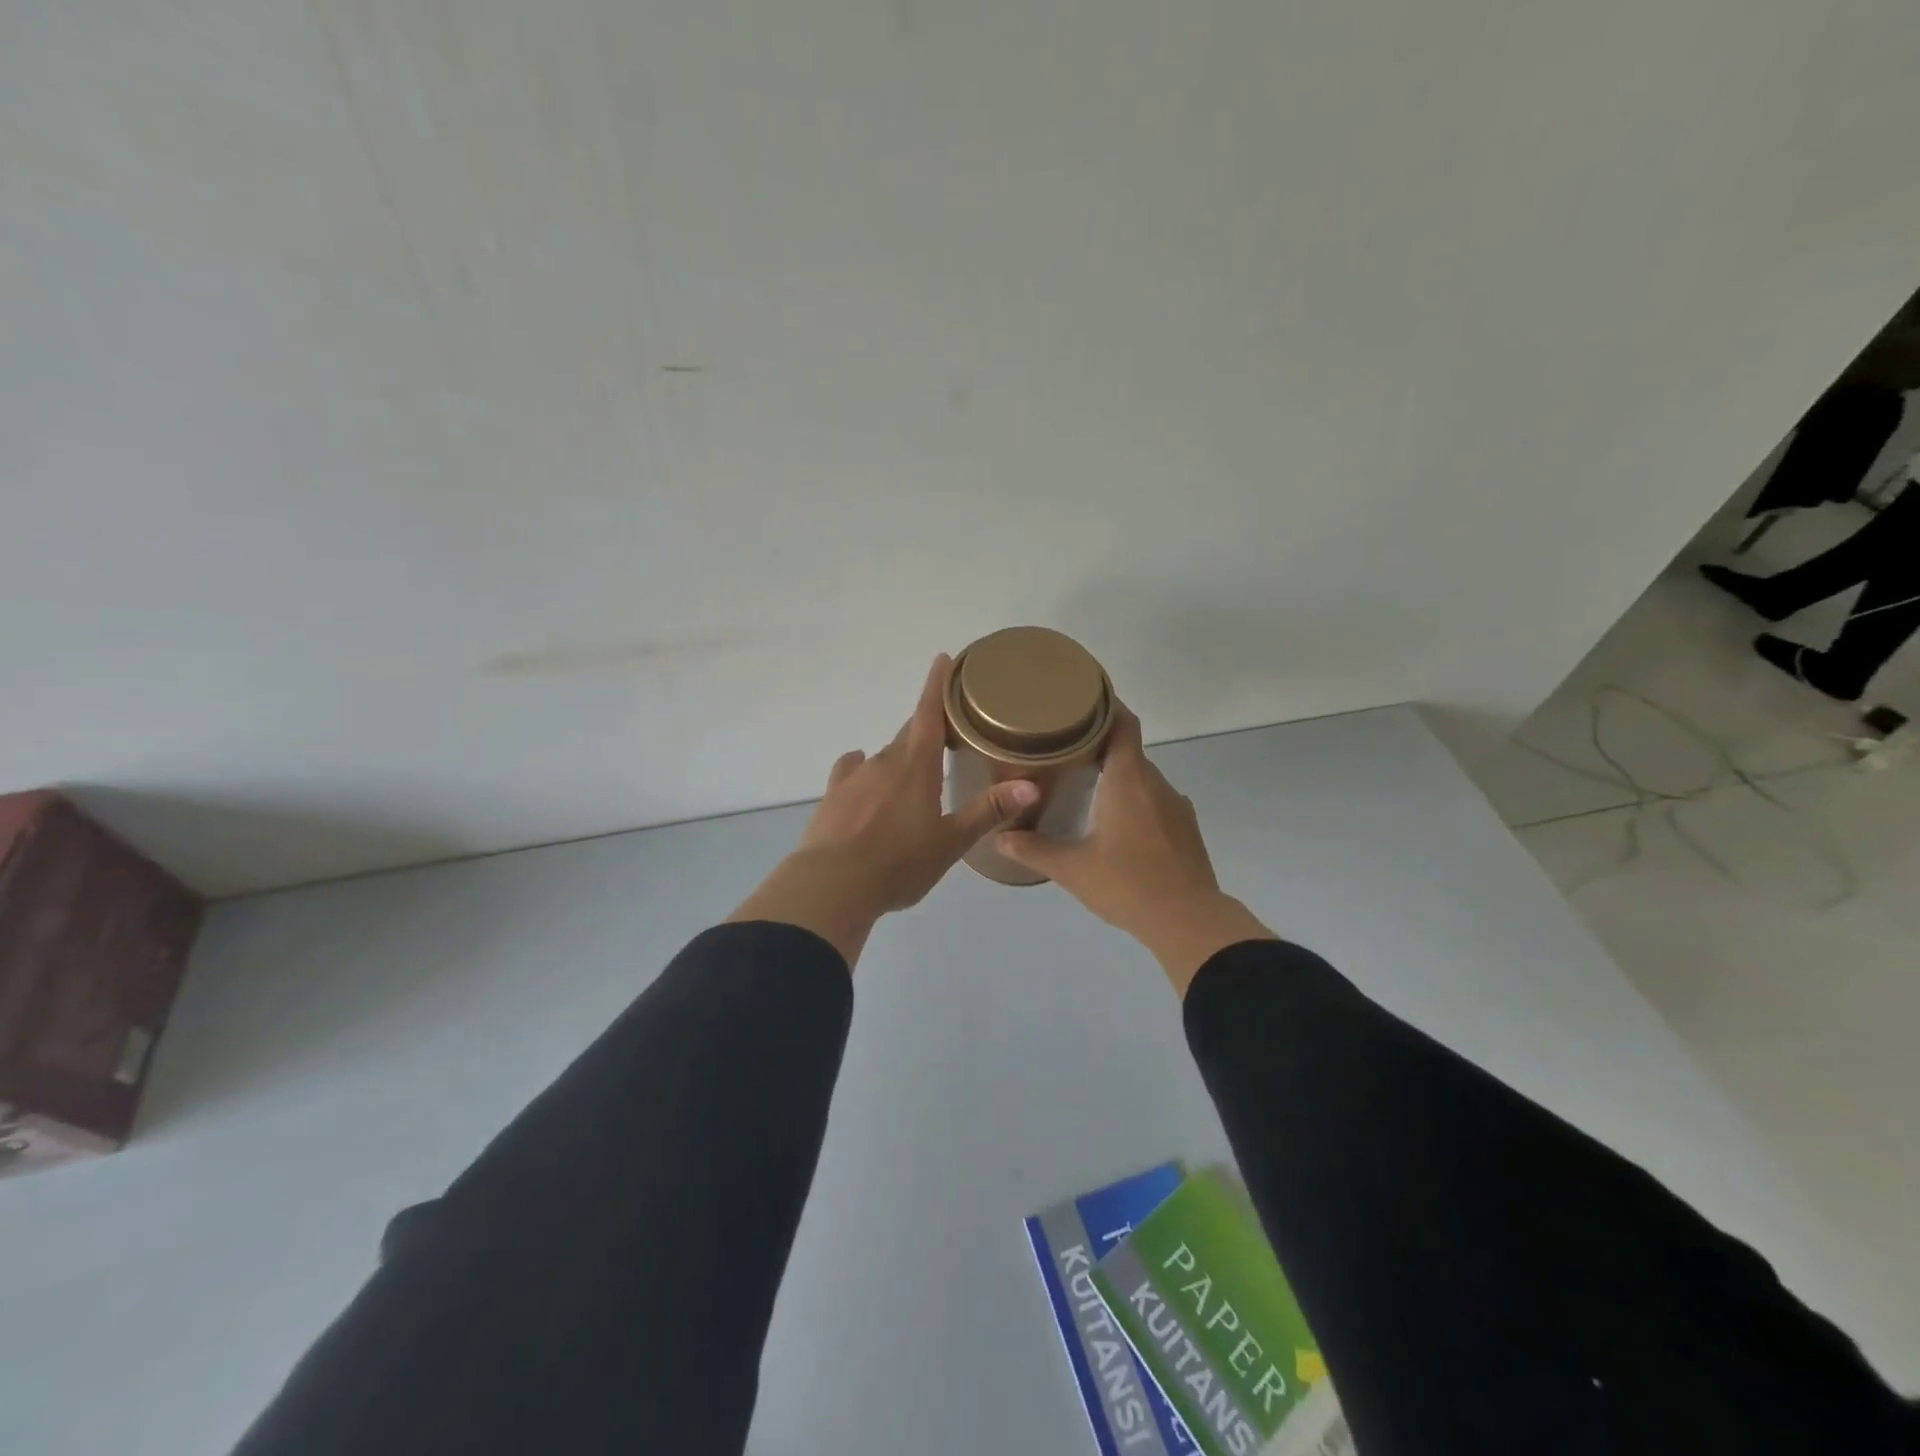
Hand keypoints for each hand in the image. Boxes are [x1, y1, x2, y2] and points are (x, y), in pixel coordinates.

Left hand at [728, 655, 1039, 967]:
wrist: (833, 885)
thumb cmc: (899, 864)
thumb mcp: (950, 842)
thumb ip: (988, 811)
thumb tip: (1031, 785)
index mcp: (917, 766)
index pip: (929, 714)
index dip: (937, 685)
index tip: (943, 659)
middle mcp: (884, 762)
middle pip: (909, 735)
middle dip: (927, 730)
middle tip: (947, 737)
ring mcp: (854, 777)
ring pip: (883, 756)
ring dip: (900, 758)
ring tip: (913, 775)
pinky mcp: (832, 796)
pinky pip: (851, 771)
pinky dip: (863, 770)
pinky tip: (863, 775)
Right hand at [996, 703, 1274, 994]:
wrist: (1188, 921)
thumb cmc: (1126, 884)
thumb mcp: (1072, 868)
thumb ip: (1033, 849)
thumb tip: (999, 838)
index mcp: (1128, 779)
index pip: (1123, 724)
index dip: (1105, 707)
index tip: (1080, 703)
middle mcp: (1155, 783)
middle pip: (1128, 750)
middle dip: (1099, 747)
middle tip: (1064, 751)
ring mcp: (1176, 805)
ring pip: (1142, 778)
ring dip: (1118, 777)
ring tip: (1086, 788)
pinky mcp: (1186, 828)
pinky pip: (1156, 801)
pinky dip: (1135, 801)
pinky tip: (1116, 826)